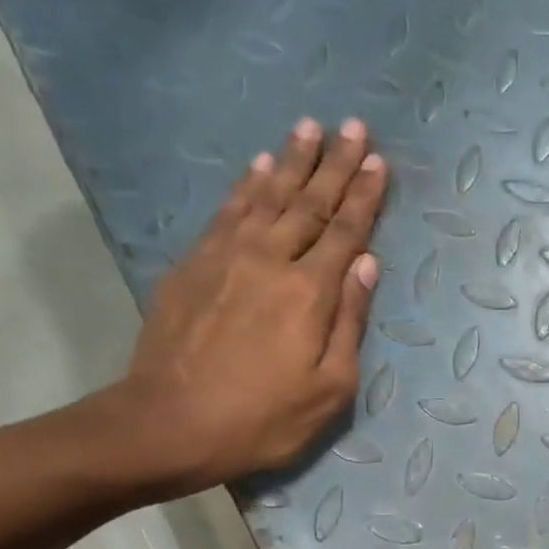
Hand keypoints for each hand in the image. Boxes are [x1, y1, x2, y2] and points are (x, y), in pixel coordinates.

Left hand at [108, 117, 388, 493]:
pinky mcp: (193, 264)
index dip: (364, 196)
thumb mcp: (328, 389)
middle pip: (309, 202)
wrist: (170, 422)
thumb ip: (350, 322)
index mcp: (310, 292)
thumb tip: (366, 265)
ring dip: (291, 160)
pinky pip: (228, 210)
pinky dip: (247, 184)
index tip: (378, 161)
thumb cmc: (262, 418)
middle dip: (334, 163)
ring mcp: (226, 256)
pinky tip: (258, 166)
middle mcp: (270, 259)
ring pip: (267, 195)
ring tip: (308, 127)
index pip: (346, 232)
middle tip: (352, 126)